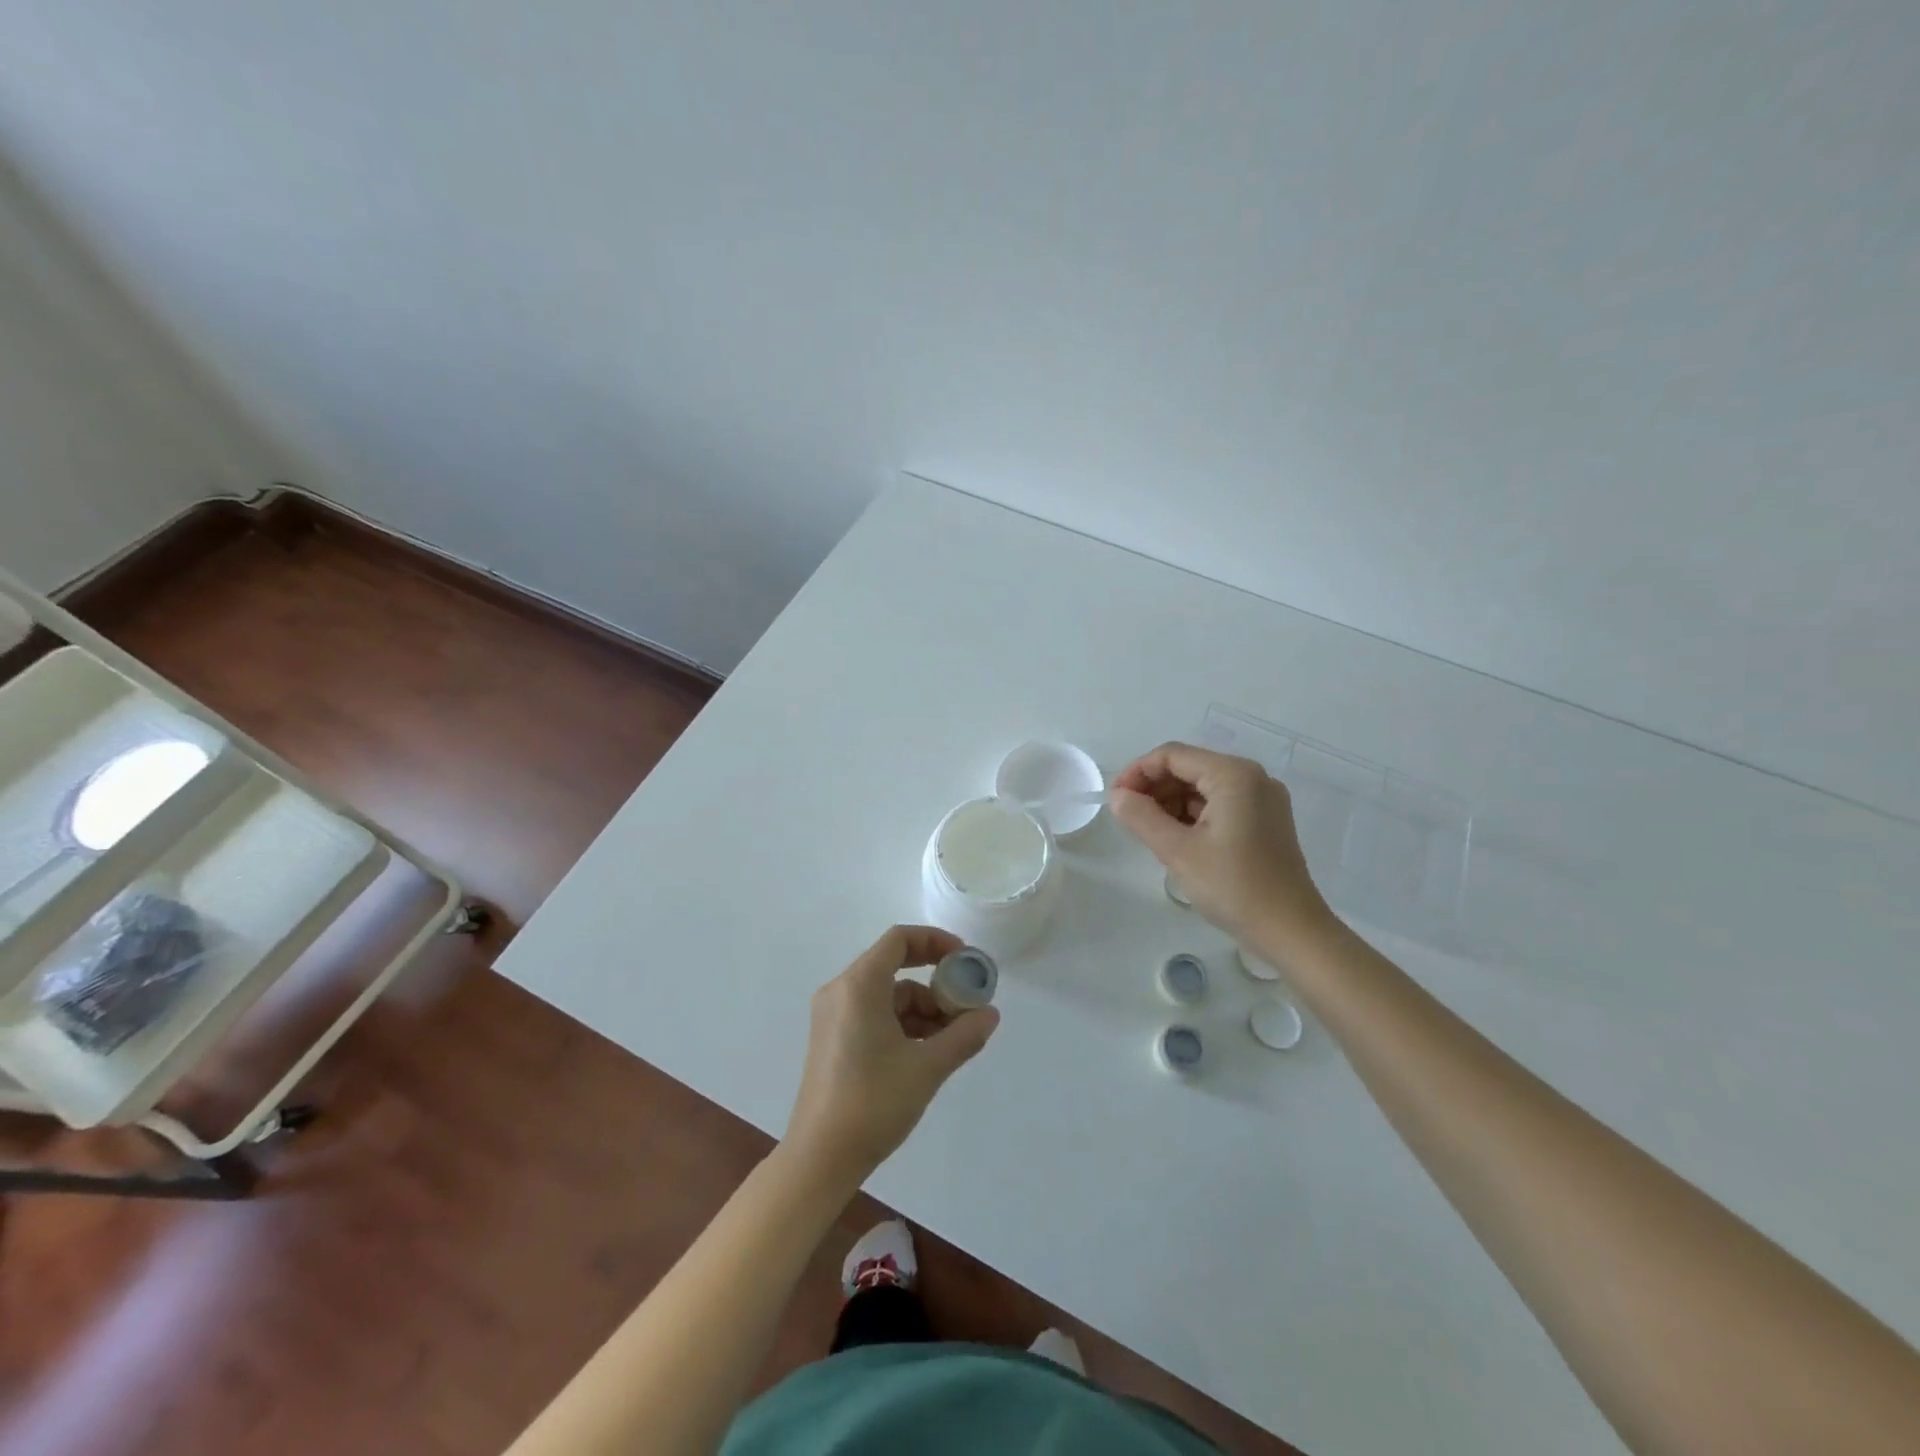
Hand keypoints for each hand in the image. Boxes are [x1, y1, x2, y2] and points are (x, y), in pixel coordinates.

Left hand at [783, 925, 1000, 1191]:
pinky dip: (903, 1023)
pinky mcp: (832, 1038)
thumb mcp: (927, 1068)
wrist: (820, 1159)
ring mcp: (833, 1015)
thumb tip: (990, 1014)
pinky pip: (874, 1013)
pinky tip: (927, 1052)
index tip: (964, 960)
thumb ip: (963, 1036)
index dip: (935, 941)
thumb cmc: (873, 1104)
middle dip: (935, 983)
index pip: (899, 939)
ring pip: (887, 994)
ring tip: (953, 1039)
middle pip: (894, 966)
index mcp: (859, 985)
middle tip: (966, 1003)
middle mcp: (841, 991)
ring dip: (922, 1009)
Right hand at [1110, 741, 1333, 950]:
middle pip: (1188, 768)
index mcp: (1233, 775)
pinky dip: (1192, 816)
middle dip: (1153, 788)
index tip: (1114, 800)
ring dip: (1170, 803)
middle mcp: (1251, 778)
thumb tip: (1117, 796)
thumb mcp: (1179, 852)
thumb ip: (1142, 817)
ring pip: (1202, 787)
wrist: (1291, 932)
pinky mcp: (1264, 822)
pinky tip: (1174, 839)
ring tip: (1147, 832)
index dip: (1137, 772)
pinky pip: (1218, 805)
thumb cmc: (1234, 887)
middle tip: (1126, 817)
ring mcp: (1261, 800)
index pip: (1172, 756)